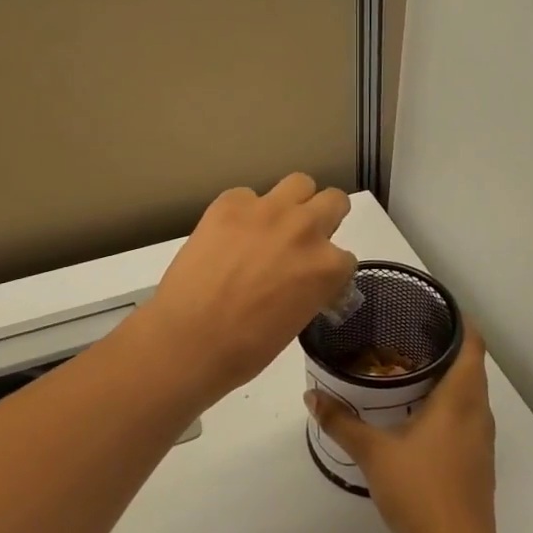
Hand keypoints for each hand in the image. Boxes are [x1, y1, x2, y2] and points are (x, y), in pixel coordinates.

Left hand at [142, 174, 355, 401]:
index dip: (328, 268)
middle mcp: (305, 229)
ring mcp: (267, 210)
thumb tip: (301, 278)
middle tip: (302, 239)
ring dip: (293, 202)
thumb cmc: (244, 349)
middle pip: (334, 201)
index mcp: (327, 267)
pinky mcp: (230, 203)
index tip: (312, 278)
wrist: (187, 340)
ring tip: (273, 224)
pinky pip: (248, 196)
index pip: (345, 257)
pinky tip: (228, 236)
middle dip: (324, 218)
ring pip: (299, 183)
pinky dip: (244, 212)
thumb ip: (310, 288)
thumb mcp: (296, 321)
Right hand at [307, 324, 498, 532]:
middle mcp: (478, 411)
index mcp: (460, 398)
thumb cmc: (420, 490)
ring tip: (414, 366)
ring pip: (473, 392)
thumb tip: (311, 395)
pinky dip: (453, 402)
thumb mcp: (373, 453)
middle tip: (412, 333)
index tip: (436, 308)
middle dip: (450, 345)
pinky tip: (423, 413)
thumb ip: (342, 422)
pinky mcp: (480, 461)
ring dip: (452, 376)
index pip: (473, 344)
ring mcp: (483, 439)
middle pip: (474, 365)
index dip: (460, 321)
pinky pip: (470, 415)